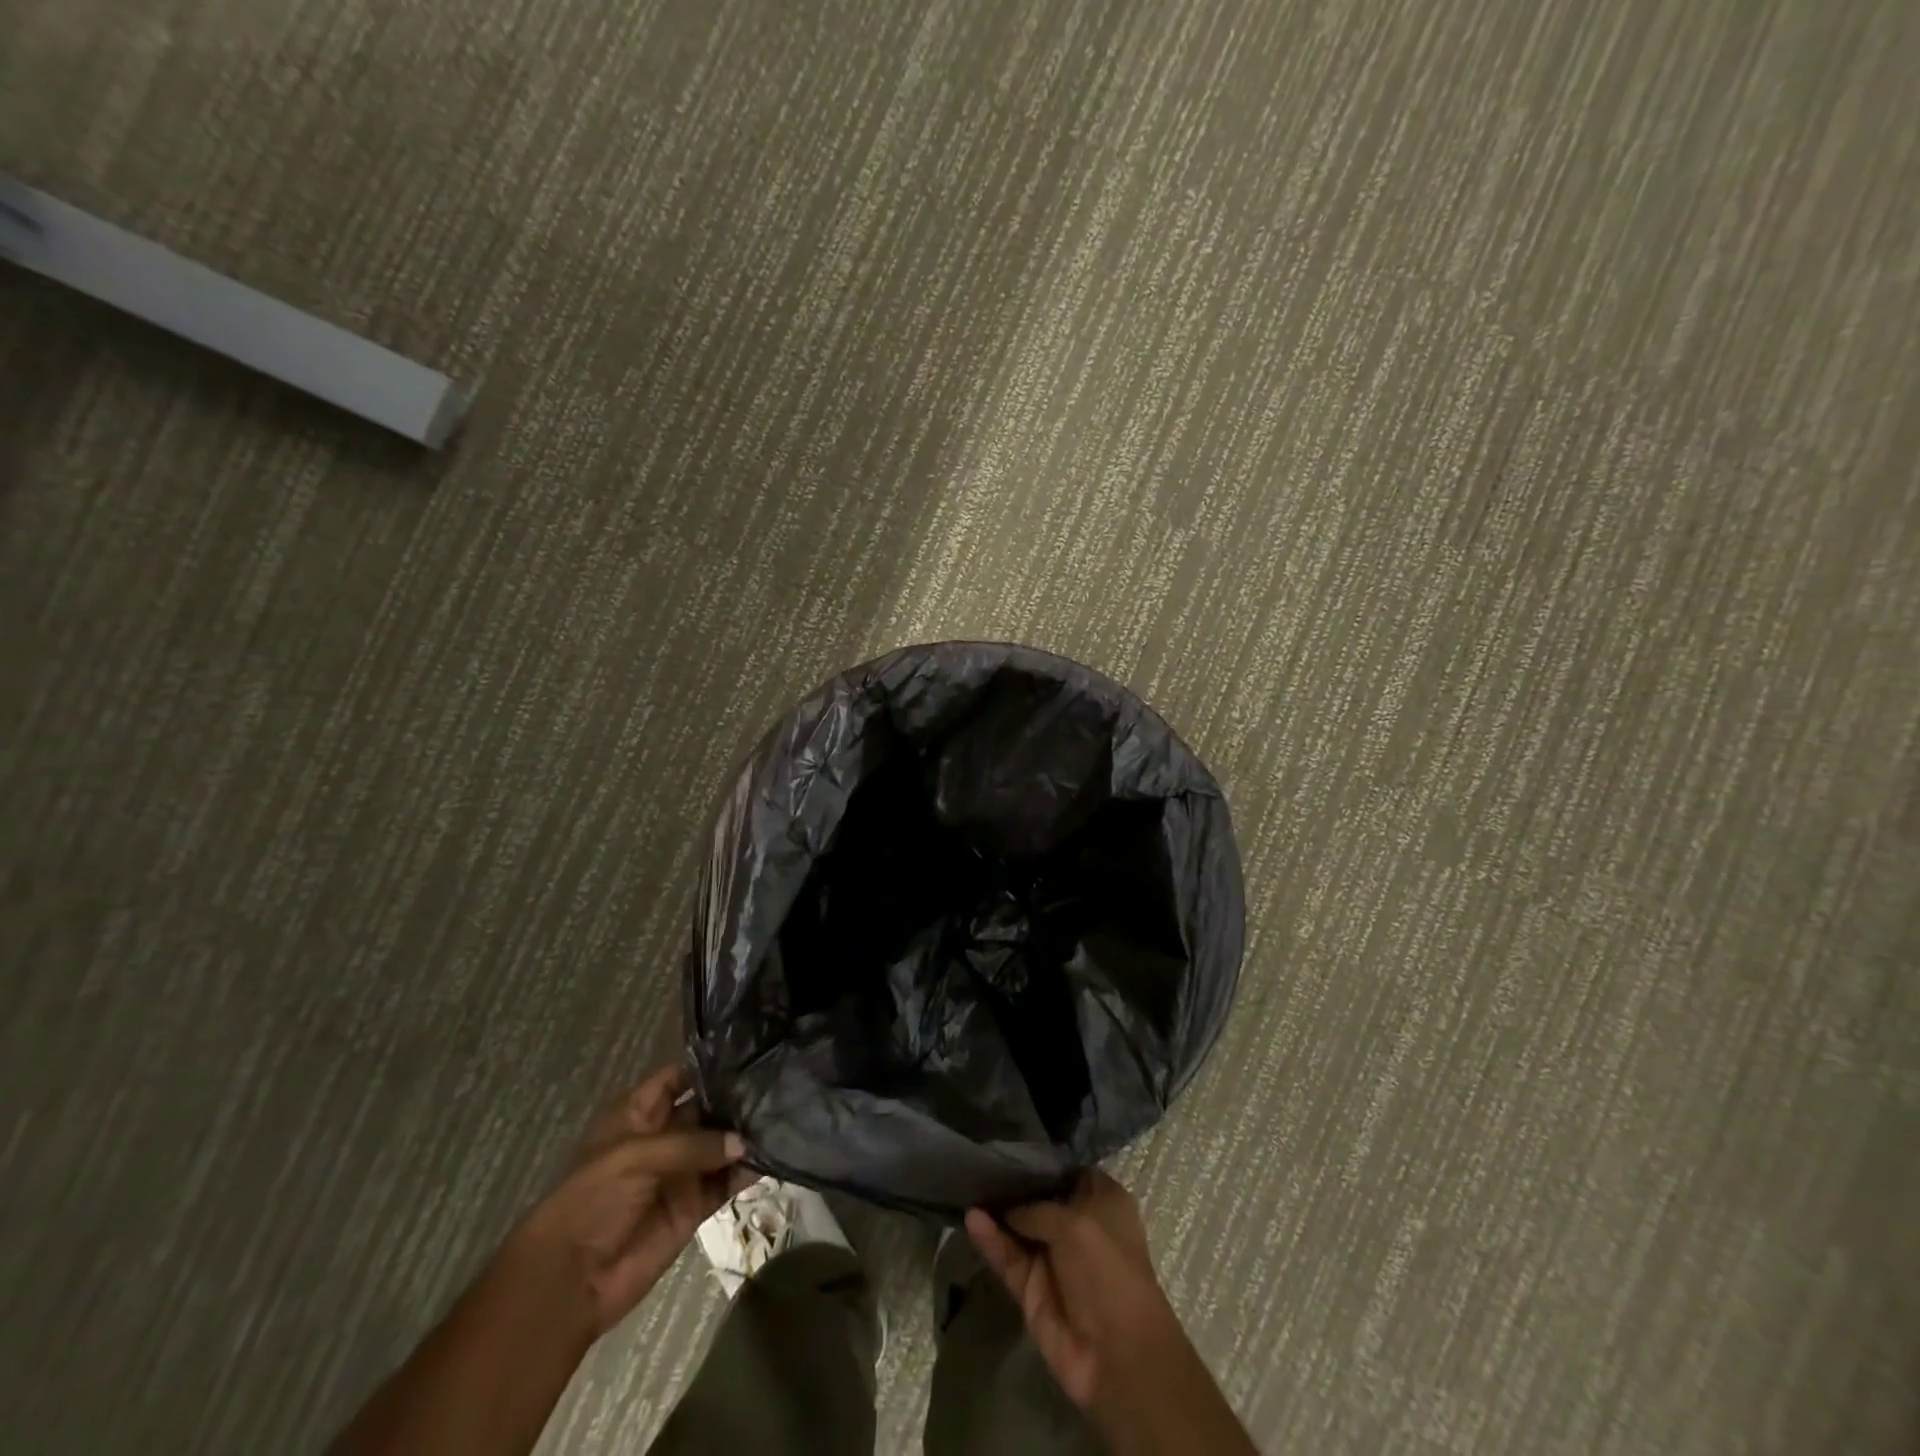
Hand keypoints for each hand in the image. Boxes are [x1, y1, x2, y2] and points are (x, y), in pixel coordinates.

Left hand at [513, 1065, 753, 1337]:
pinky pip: (728, 1181)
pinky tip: (776, 1154)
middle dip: (737, 1096)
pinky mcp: (695, 1206)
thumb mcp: (634, 1156)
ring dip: (747, 1133)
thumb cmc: (592, 1199)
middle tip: (779, 1080)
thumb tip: (744, 1142)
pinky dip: (749, 1170)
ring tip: (785, 1113)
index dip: (708, 1065)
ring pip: (722, 1143)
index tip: (749, 1051)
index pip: (678, 1076)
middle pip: (707, 1107)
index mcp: (639, 1113)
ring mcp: (682, 1172)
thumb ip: (691, 1145)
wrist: (572, 1280)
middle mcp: (665, 1135)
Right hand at [965, 1171, 1178, 1407]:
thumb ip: (1036, 1208)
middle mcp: (1077, 1225)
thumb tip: (1006, 1207)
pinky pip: (1007, 1257)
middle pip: (1039, 1196)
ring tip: (967, 1183)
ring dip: (996, 1209)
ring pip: (1018, 1226)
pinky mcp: (1031, 1289)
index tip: (1011, 1140)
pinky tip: (971, 1218)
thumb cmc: (1109, 1272)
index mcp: (1102, 1202)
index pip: (1069, 1171)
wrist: (1117, 1358)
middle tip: (979, 1155)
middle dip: (1012, 1180)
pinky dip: (990, 1240)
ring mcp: (1052, 1258)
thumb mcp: (1076, 1224)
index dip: (1043, 1158)